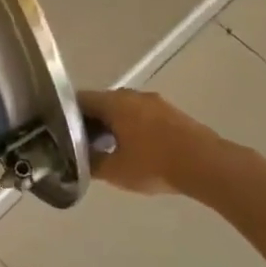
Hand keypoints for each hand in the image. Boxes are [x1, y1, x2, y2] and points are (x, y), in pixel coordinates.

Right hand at [80, 88, 229, 195]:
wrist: (207, 165)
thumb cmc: (154, 164)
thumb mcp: (115, 171)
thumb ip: (91, 164)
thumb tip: (75, 161)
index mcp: (114, 103)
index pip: (79, 100)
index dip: (65, 116)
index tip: (59, 133)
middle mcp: (132, 95)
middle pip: (101, 103)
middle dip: (90, 122)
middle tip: (80, 145)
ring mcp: (155, 102)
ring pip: (123, 109)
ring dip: (112, 125)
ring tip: (106, 149)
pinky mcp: (172, 113)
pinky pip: (141, 115)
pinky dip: (131, 128)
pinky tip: (133, 149)